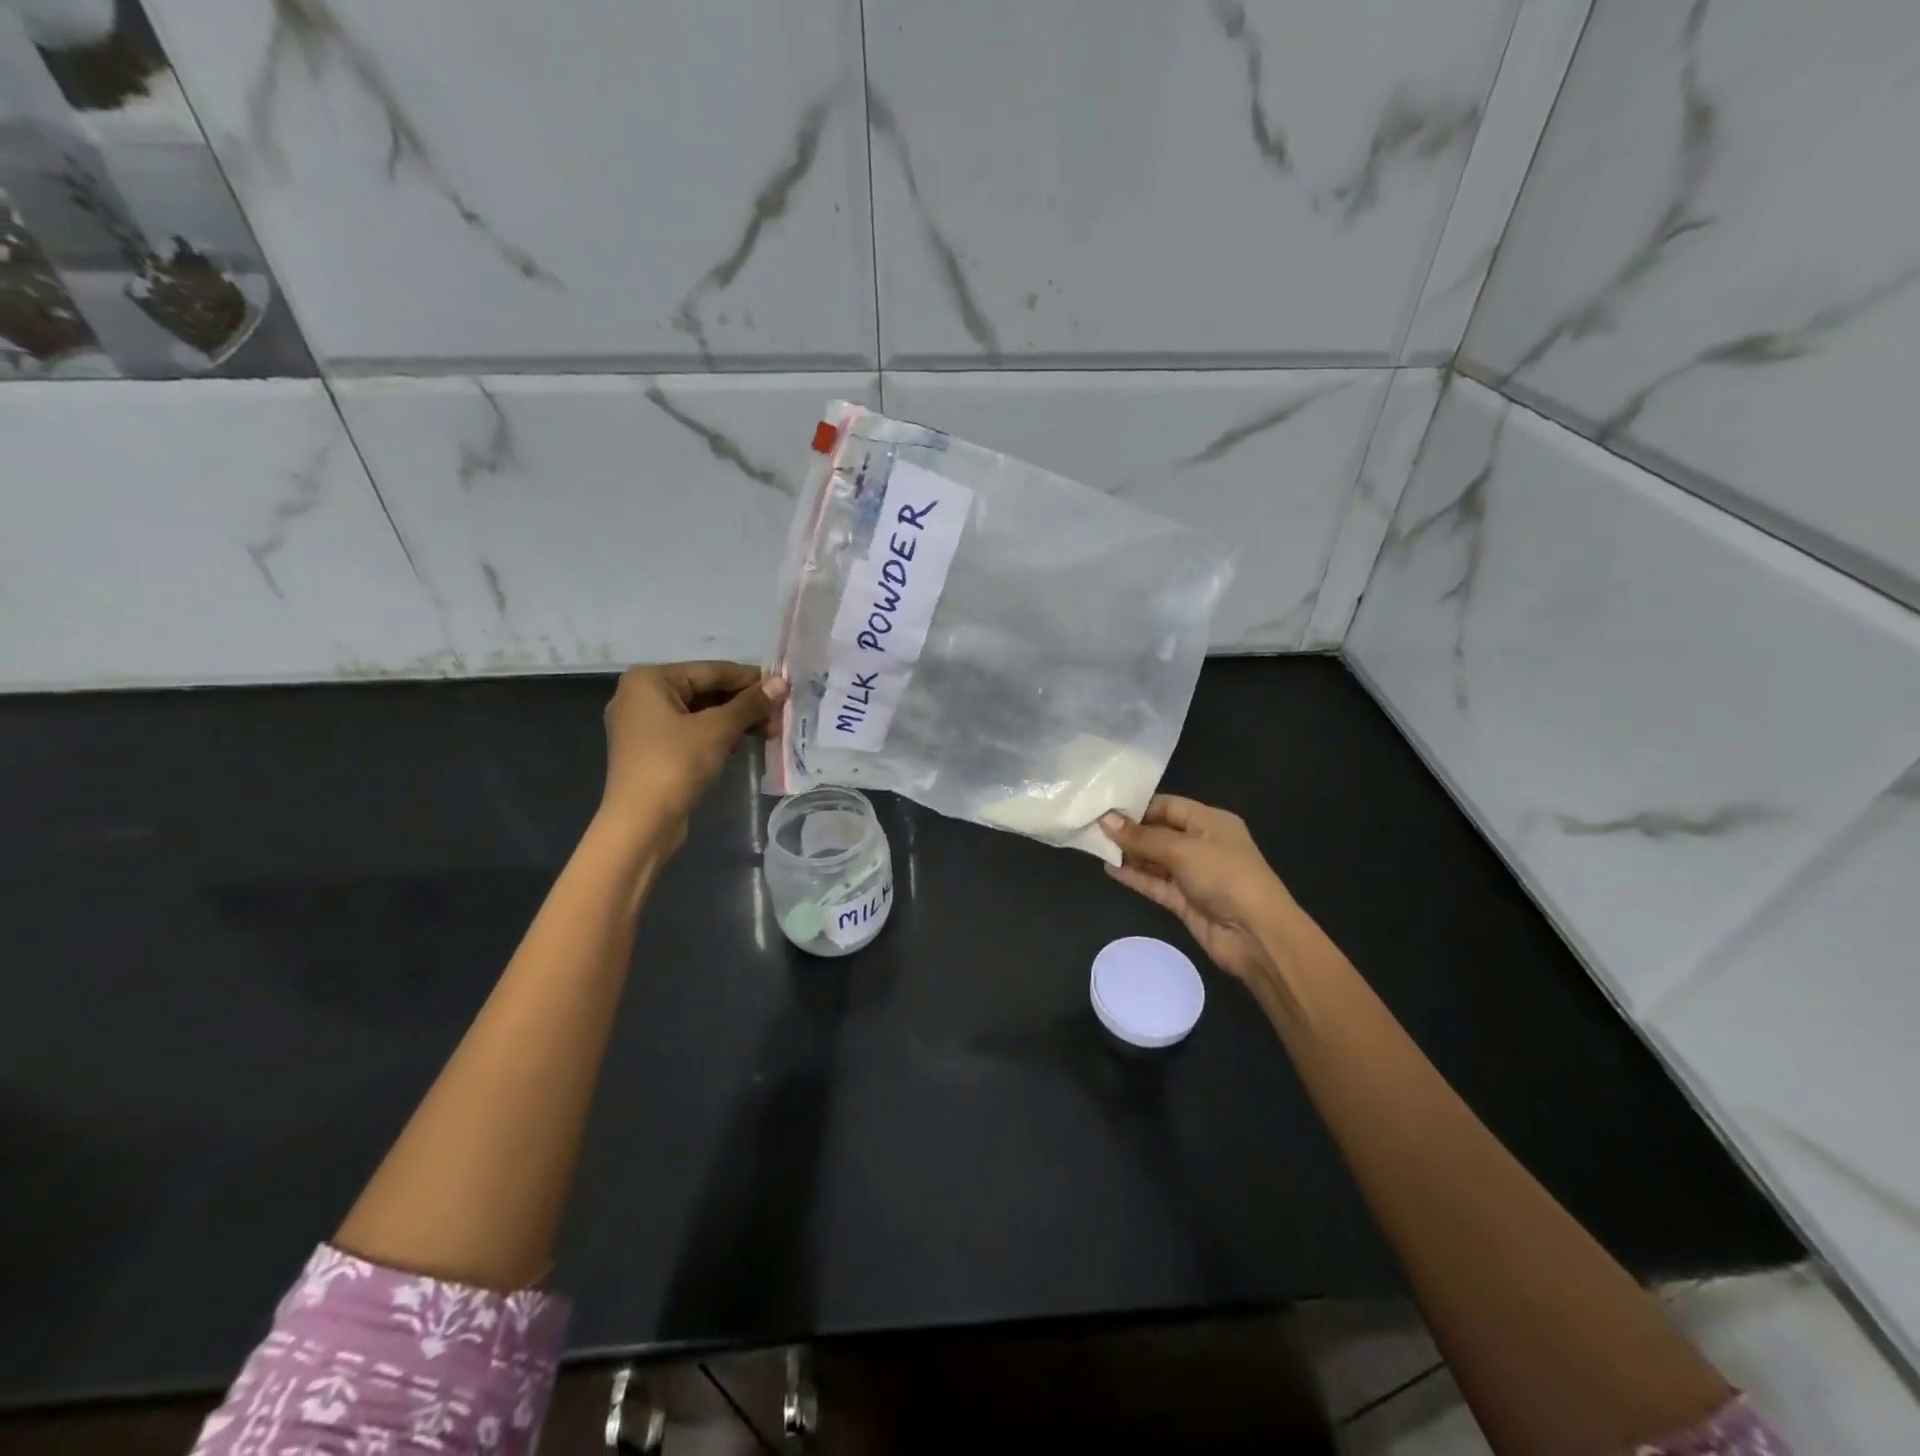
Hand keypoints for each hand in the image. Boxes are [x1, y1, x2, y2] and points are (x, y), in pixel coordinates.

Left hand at [599, 662, 786, 851]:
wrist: (641, 823)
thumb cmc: (675, 765)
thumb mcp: (718, 730)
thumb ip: (750, 704)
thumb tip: (782, 682)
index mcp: (649, 680)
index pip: (711, 671)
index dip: (751, 680)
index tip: (784, 688)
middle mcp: (641, 695)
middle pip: (705, 690)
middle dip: (744, 704)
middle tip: (779, 716)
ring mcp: (643, 724)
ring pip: (699, 712)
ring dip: (734, 721)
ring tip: (768, 733)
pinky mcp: (651, 749)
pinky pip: (690, 731)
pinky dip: (716, 735)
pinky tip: (740, 745)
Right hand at [1100, 796, 1295, 985]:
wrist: (1256, 935)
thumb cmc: (1225, 877)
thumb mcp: (1182, 850)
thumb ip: (1142, 837)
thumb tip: (1106, 820)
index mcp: (1210, 822)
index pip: (1168, 806)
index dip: (1137, 806)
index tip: (1103, 806)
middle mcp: (1202, 844)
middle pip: (1159, 832)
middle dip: (1129, 830)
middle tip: (1092, 826)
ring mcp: (1193, 874)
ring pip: (1155, 859)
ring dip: (1129, 854)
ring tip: (1094, 846)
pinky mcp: (1184, 900)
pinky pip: (1155, 883)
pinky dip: (1134, 876)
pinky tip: (1109, 869)